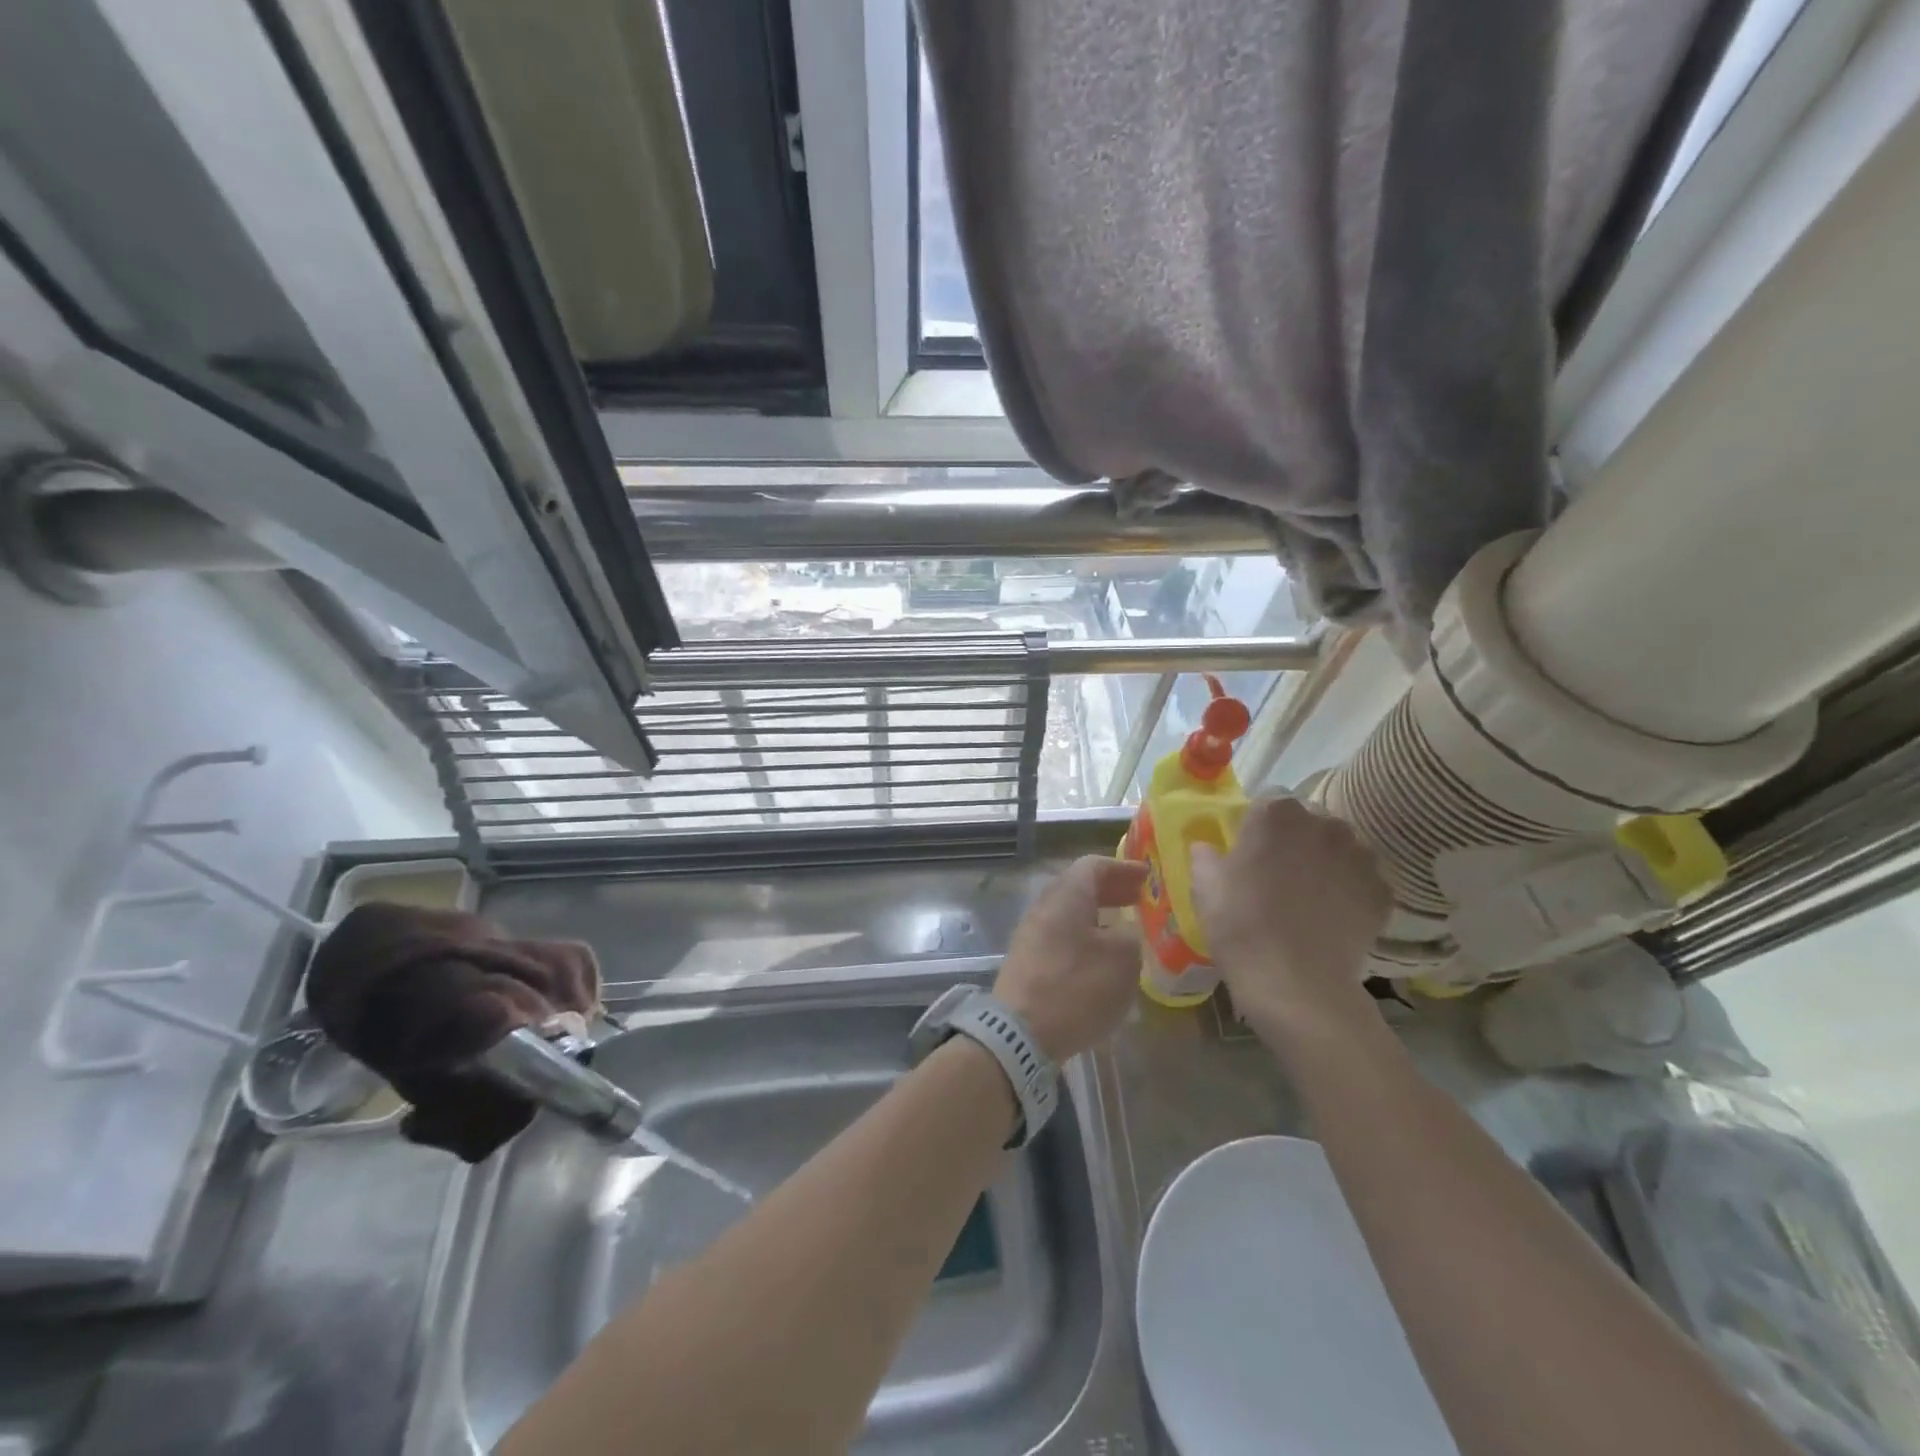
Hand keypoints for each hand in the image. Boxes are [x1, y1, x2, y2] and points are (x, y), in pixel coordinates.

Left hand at [994, 856, 1149, 1061]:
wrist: (1020, 1033)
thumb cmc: (1076, 987)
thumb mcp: (1122, 958)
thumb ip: (1131, 935)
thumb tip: (1125, 931)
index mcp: (1066, 895)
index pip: (1093, 865)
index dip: (1123, 868)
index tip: (1148, 877)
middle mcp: (1044, 907)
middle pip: (1079, 888)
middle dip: (1112, 891)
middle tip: (1140, 900)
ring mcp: (1031, 935)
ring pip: (1070, 914)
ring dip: (1099, 917)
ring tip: (1127, 931)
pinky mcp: (1028, 963)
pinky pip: (1062, 938)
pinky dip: (1086, 939)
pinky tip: (1103, 960)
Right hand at [1190, 797, 1390, 1042]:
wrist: (1295, 984)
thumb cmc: (1240, 925)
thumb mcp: (1204, 886)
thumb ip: (1205, 855)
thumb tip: (1207, 847)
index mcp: (1277, 814)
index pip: (1268, 801)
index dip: (1257, 824)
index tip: (1248, 850)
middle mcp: (1324, 823)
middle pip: (1308, 820)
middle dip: (1295, 839)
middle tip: (1277, 874)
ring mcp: (1360, 856)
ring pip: (1340, 847)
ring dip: (1326, 861)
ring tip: (1309, 896)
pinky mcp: (1382, 891)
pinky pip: (1362, 880)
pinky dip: (1350, 891)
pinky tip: (1332, 916)